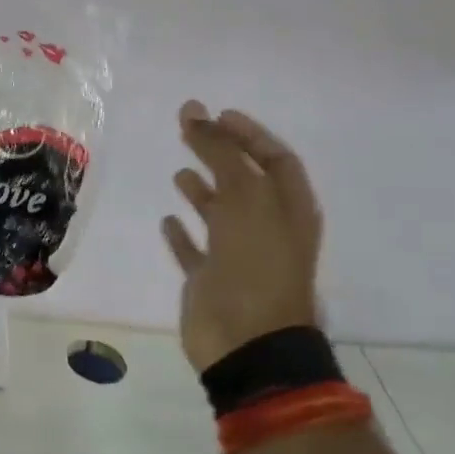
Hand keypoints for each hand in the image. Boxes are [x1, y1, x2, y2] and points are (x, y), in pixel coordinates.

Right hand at [161, 103, 321, 372]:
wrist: (247, 341)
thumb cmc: (256, 262)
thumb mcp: (245, 197)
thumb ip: (220, 152)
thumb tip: (196, 112)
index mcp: (288, 208)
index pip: (274, 158)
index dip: (249, 133)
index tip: (217, 113)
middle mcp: (266, 227)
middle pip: (244, 180)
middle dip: (219, 153)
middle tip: (187, 129)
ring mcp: (238, 255)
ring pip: (220, 215)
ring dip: (202, 191)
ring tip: (179, 172)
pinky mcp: (210, 280)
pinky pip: (196, 249)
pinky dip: (182, 233)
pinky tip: (166, 219)